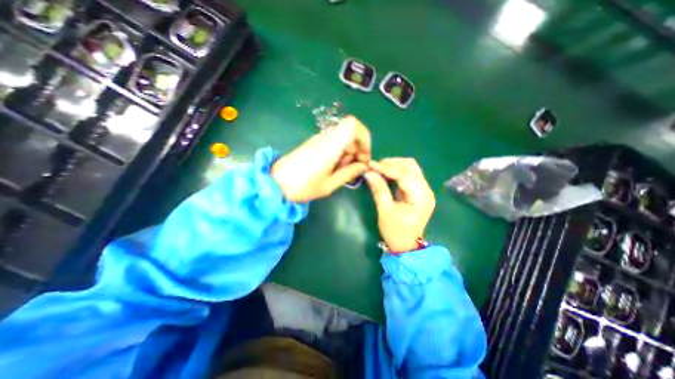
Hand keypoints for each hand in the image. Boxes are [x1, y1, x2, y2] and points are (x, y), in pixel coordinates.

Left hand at [270, 117, 370, 201]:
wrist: (276, 184)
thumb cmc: (302, 187)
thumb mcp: (329, 185)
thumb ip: (348, 173)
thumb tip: (363, 166)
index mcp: (329, 147)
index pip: (352, 125)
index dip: (364, 137)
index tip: (364, 156)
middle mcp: (325, 138)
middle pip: (350, 133)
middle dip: (358, 150)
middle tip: (353, 169)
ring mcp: (318, 139)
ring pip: (343, 138)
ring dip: (348, 153)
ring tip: (341, 171)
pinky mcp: (314, 143)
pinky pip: (334, 143)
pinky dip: (340, 153)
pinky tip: (333, 168)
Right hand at [367, 158, 433, 252]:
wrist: (406, 246)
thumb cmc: (396, 231)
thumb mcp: (385, 211)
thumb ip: (379, 190)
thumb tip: (368, 172)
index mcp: (421, 197)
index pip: (405, 174)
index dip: (386, 168)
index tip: (370, 165)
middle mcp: (426, 190)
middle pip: (411, 166)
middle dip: (391, 163)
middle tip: (374, 167)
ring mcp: (424, 190)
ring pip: (410, 168)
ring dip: (394, 166)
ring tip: (378, 169)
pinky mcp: (418, 191)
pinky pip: (408, 175)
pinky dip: (396, 172)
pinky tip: (385, 174)